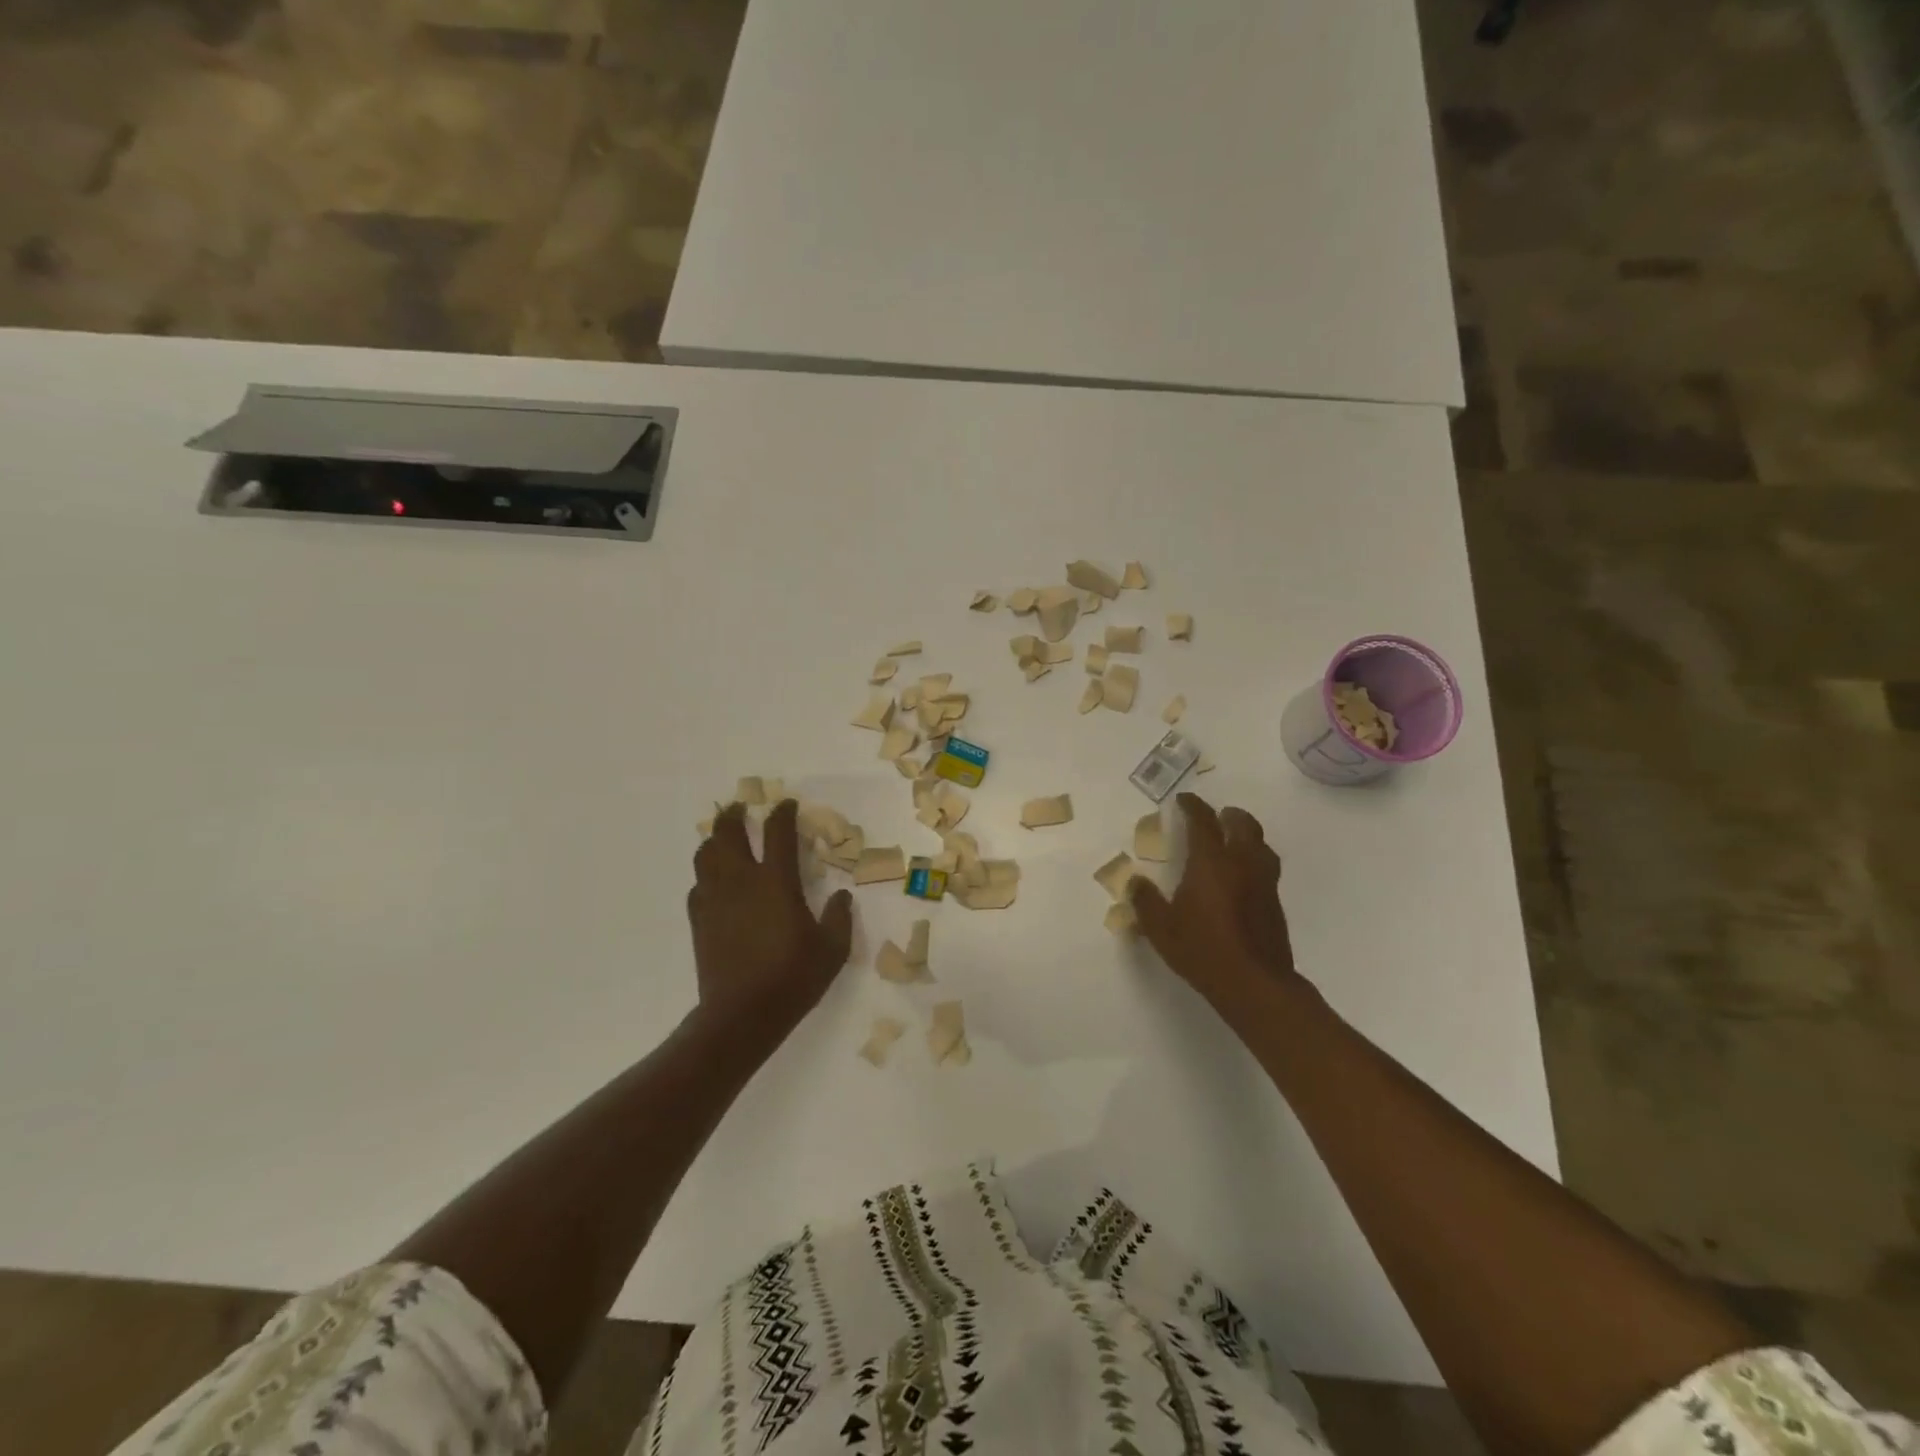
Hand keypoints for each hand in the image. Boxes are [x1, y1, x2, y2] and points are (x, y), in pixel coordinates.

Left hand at [688, 801, 854, 1053]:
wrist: (742, 1015)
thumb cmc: (792, 978)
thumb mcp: (832, 949)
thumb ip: (840, 917)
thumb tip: (842, 896)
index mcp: (776, 881)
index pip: (778, 832)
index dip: (783, 813)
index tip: (787, 804)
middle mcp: (741, 880)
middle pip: (728, 833)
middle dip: (734, 815)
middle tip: (741, 808)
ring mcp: (715, 899)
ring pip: (705, 854)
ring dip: (714, 839)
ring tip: (723, 838)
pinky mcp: (699, 920)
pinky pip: (697, 885)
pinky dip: (706, 874)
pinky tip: (714, 882)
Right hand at [1129, 793, 1306, 1025]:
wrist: (1256, 984)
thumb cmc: (1203, 950)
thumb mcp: (1161, 929)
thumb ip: (1145, 901)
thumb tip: (1136, 882)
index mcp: (1212, 862)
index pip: (1203, 821)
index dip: (1193, 806)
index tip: (1184, 800)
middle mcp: (1242, 863)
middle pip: (1243, 824)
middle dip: (1227, 815)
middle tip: (1214, 818)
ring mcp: (1264, 882)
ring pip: (1261, 844)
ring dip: (1246, 835)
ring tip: (1232, 842)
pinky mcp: (1275, 902)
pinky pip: (1266, 866)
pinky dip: (1253, 859)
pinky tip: (1241, 877)